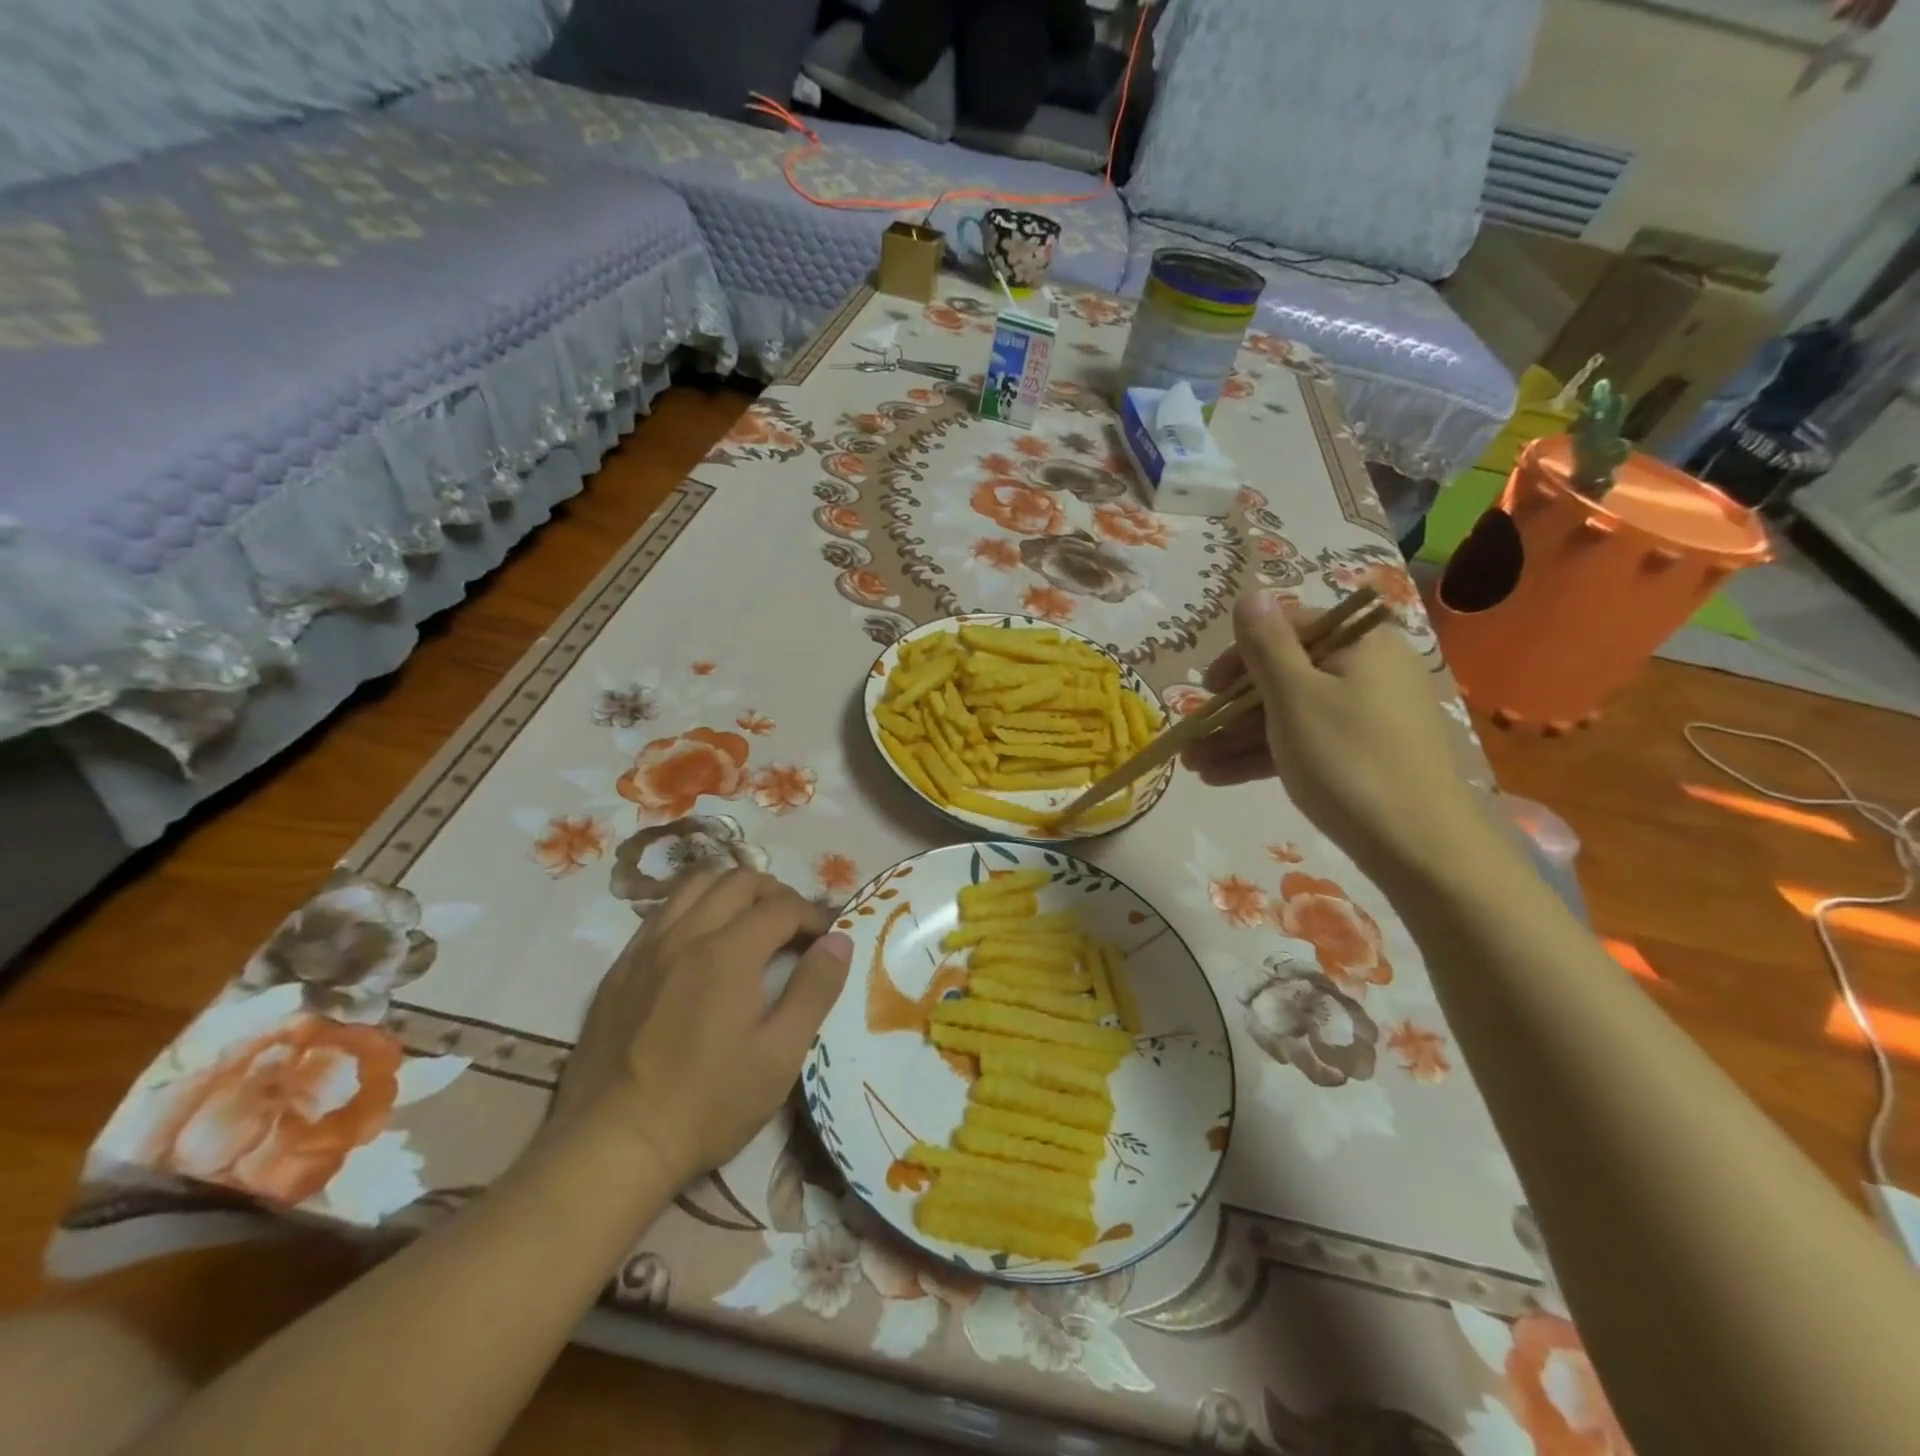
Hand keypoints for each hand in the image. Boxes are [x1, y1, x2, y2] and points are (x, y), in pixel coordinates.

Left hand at [552, 870, 852, 1187]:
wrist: (613, 1145)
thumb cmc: (708, 1103)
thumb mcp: (780, 1054)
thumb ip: (815, 990)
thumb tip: (839, 940)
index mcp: (729, 952)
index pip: (783, 906)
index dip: (814, 915)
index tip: (827, 939)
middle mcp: (686, 934)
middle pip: (738, 880)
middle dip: (776, 893)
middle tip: (793, 926)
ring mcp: (646, 948)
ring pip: (694, 885)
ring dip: (731, 891)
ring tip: (749, 921)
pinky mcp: (620, 968)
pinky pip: (662, 913)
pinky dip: (693, 909)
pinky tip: (701, 944)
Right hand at [1182, 591, 1488, 876]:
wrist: (1418, 846)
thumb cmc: (1346, 758)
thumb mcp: (1294, 695)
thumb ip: (1265, 643)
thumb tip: (1251, 594)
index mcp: (1359, 643)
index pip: (1287, 629)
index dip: (1239, 656)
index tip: (1205, 688)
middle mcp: (1367, 670)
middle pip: (1284, 676)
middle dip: (1231, 710)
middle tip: (1192, 739)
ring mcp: (1367, 715)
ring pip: (1289, 714)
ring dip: (1238, 738)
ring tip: (1194, 766)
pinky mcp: (1363, 754)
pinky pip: (1305, 742)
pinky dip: (1266, 756)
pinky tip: (1220, 777)